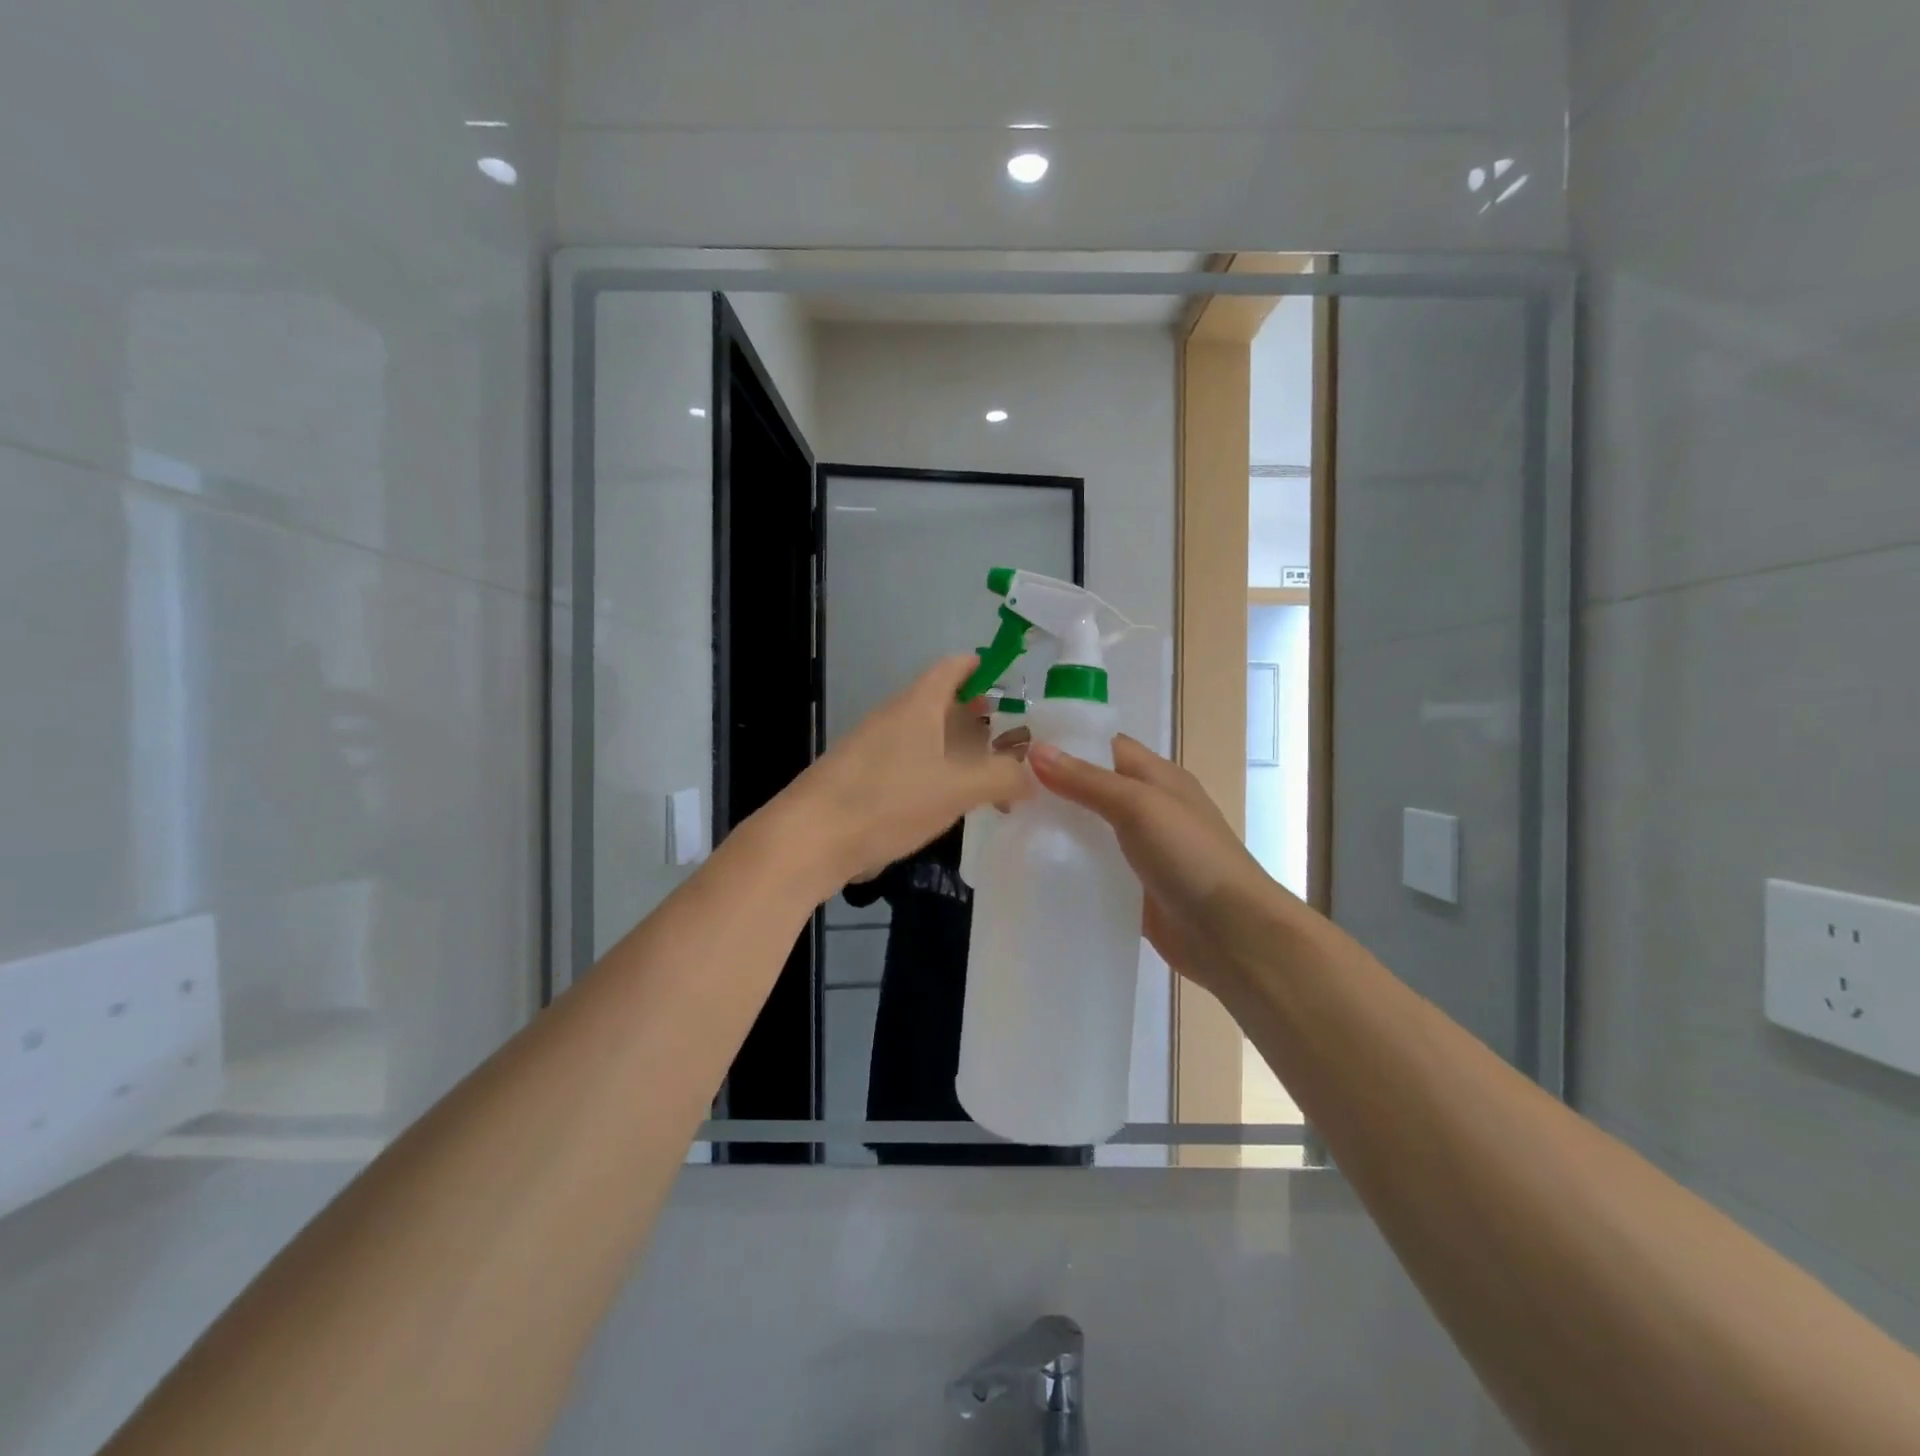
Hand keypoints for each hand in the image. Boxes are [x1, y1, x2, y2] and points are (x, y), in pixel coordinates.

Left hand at [784, 656, 1031, 890]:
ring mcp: (872, 748)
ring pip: (924, 736)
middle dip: (976, 716)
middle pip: (940, 703)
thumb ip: (1001, 777)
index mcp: (917, 705)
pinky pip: (907, 763)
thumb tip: (1030, 775)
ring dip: (956, 749)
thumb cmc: (888, 801)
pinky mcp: (860, 778)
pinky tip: (947, 802)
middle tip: (1010, 738)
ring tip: (987, 774)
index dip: (980, 667)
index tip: (1008, 679)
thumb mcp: (956, 789)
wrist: (809, 839)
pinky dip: (934, 772)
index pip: (952, 668)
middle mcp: (893, 717)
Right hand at [1028, 734, 1289, 1001]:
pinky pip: (1091, 866)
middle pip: (1090, 785)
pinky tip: (1034, 867)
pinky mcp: (1130, 886)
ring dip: (1054, 825)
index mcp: (1155, 776)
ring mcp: (1139, 849)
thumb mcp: (1139, 806)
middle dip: (1049, 786)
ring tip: (1006, 826)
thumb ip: (1087, 780)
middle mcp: (1146, 807)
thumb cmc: (1190, 856)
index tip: (1013, 749)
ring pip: (1087, 827)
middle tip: (1000, 793)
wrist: (1230, 934)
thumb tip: (1034, 749)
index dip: (1061, 743)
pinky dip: (1066, 862)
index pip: (1102, 745)